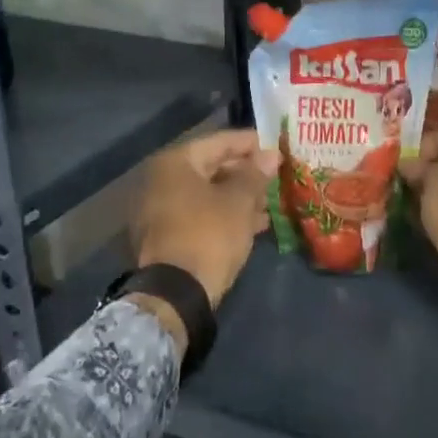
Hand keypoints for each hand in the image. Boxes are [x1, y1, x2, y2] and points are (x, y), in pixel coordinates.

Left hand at [131, 129, 277, 308]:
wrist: (175, 295)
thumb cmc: (209, 235)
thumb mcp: (239, 202)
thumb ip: (255, 174)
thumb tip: (269, 154)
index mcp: (175, 163)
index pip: (220, 142)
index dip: (252, 143)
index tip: (277, 147)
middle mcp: (161, 180)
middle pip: (212, 167)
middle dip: (246, 174)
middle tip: (275, 178)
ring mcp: (160, 210)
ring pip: (207, 194)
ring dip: (239, 197)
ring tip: (270, 204)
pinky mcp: (166, 236)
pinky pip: (201, 215)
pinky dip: (225, 216)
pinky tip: (254, 225)